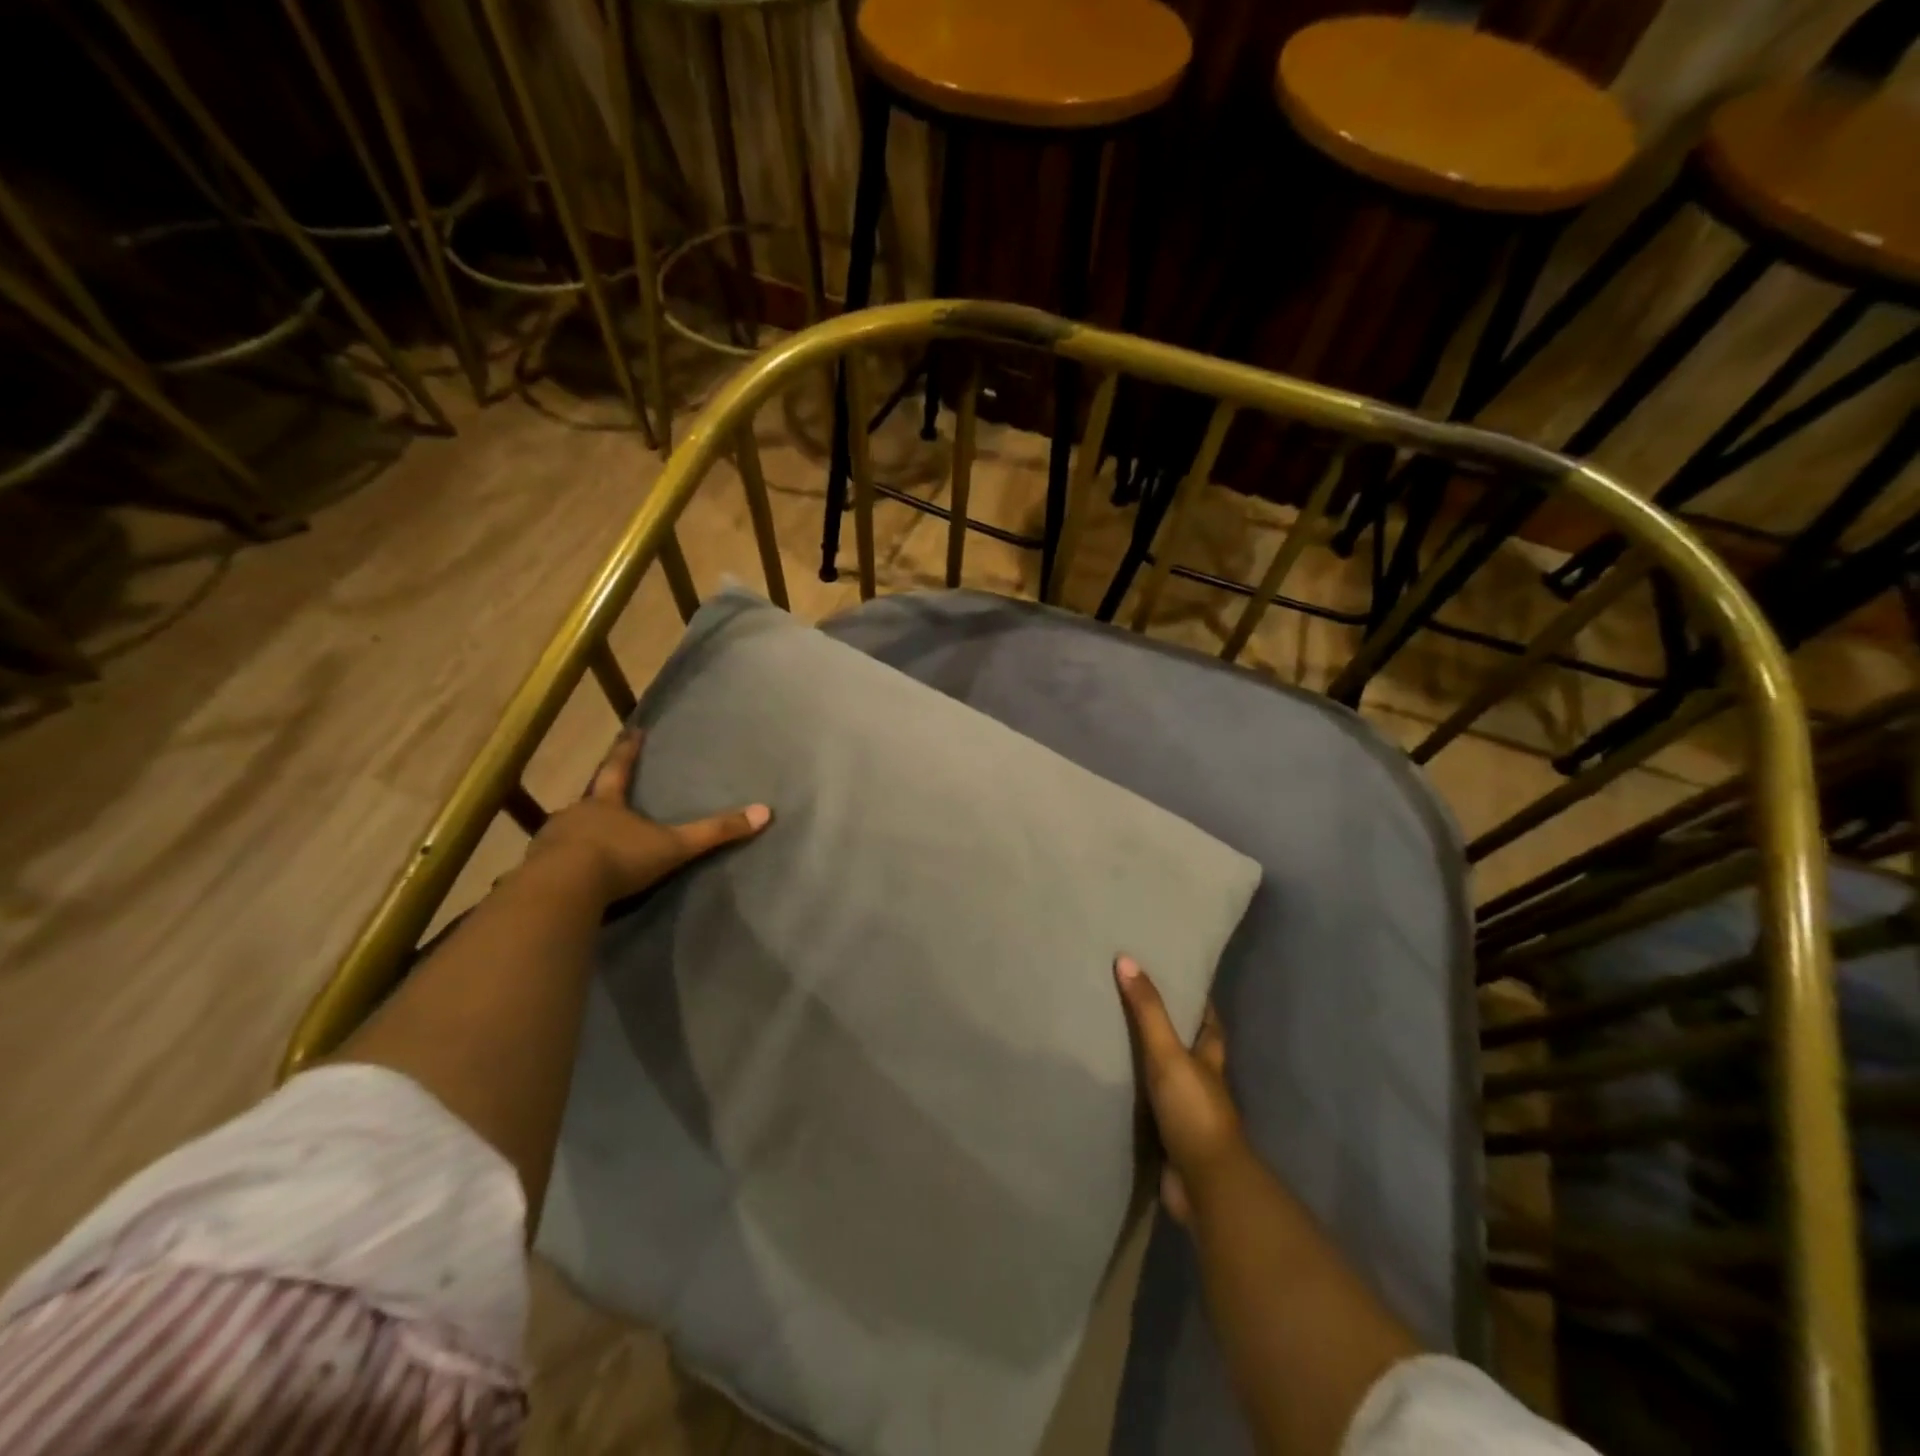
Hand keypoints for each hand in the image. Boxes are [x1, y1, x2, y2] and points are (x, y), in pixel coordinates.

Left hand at [525, 728, 771, 904]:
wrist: (563, 890)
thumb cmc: (620, 858)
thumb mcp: (674, 846)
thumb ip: (715, 832)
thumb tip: (765, 813)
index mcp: (607, 803)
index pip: (618, 768)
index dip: (627, 750)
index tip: (632, 731)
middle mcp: (576, 813)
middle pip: (590, 800)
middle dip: (599, 800)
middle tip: (607, 800)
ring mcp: (551, 840)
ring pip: (568, 831)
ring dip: (578, 835)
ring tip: (587, 844)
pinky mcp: (536, 870)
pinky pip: (551, 862)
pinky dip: (561, 864)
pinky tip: (568, 877)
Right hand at [1114, 955, 1245, 1225]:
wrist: (1205, 1183)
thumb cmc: (1194, 1110)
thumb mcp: (1168, 1053)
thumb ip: (1147, 1011)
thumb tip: (1126, 960)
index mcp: (1210, 1061)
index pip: (1210, 1025)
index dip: (1201, 1004)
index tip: (1184, 981)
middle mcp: (1203, 1086)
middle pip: (1191, 1052)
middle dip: (1173, 1034)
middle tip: (1140, 1008)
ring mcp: (1188, 1116)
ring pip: (1170, 1083)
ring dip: (1153, 1069)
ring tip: (1118, 1044)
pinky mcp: (1171, 1142)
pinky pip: (1151, 1114)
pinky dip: (1139, 1103)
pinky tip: (1117, 1093)